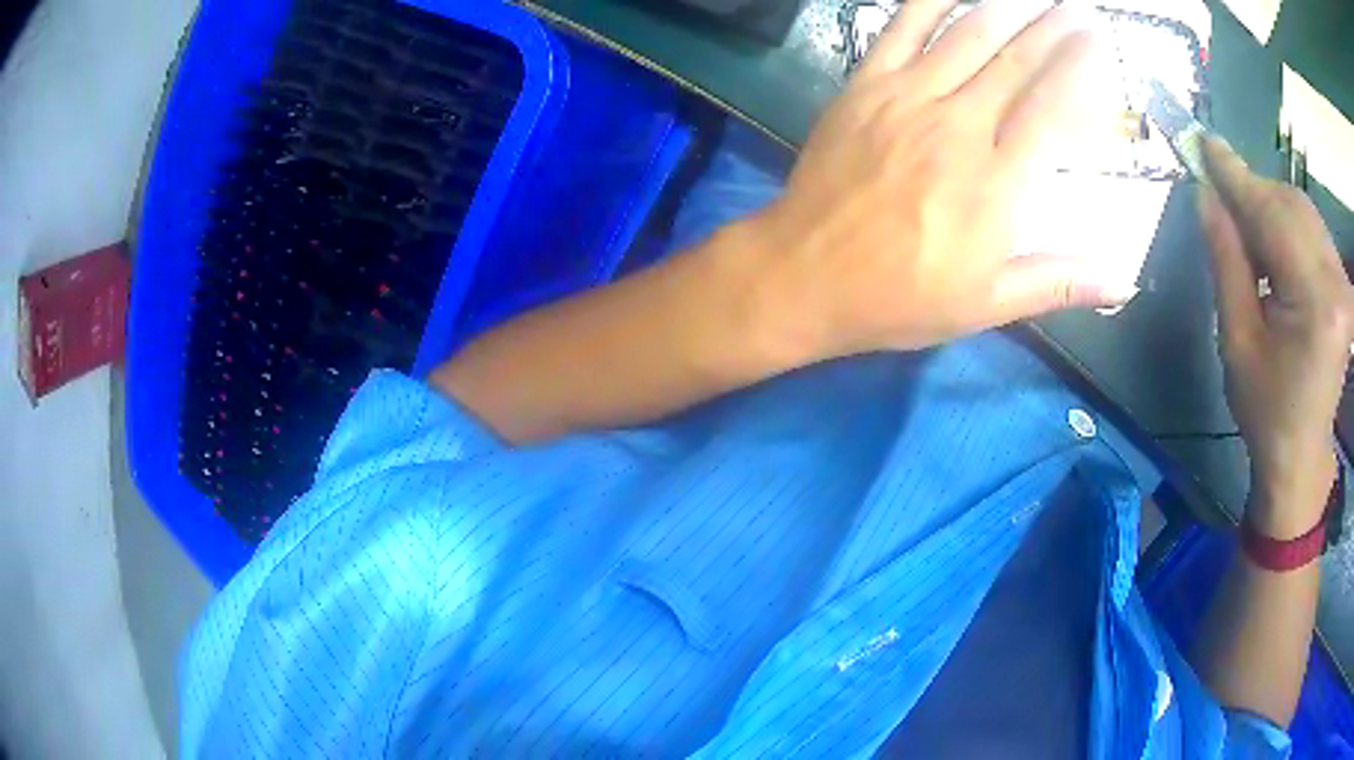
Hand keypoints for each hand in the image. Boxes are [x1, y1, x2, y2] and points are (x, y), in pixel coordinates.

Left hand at [747, 0, 1127, 359]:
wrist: (803, 274)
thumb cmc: (898, 297)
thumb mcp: (986, 305)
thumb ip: (1058, 282)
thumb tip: (1123, 282)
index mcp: (998, 184)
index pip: (1052, 109)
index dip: (1078, 69)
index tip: (1096, 44)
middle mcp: (960, 127)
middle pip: (1017, 62)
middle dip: (1051, 29)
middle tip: (1075, 10)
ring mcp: (908, 98)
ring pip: (968, 36)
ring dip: (1006, 8)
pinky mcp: (866, 85)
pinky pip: (902, 28)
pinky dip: (930, 1)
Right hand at [1200, 137, 1353, 537]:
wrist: (1301, 455)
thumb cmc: (1266, 410)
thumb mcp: (1237, 340)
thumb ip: (1227, 260)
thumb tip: (1206, 196)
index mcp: (1315, 301)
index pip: (1273, 214)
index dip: (1236, 175)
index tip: (1203, 144)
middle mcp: (1336, 281)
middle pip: (1291, 203)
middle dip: (1253, 193)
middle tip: (1221, 200)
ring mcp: (1343, 282)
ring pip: (1302, 210)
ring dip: (1270, 207)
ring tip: (1247, 231)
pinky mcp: (1343, 284)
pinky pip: (1312, 229)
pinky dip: (1288, 223)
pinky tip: (1274, 245)